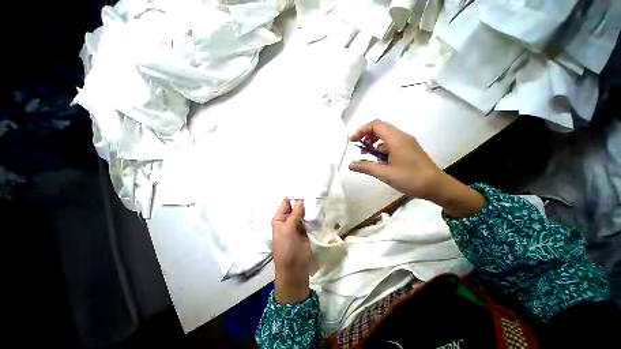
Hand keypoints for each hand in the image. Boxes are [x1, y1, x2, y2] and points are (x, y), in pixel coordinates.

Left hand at [271, 199, 311, 303]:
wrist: (294, 270)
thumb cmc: (287, 249)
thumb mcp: (288, 230)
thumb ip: (294, 215)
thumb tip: (301, 201)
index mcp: (279, 219)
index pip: (287, 203)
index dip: (295, 197)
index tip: (305, 190)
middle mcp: (287, 221)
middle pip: (296, 207)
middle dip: (303, 202)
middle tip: (314, 194)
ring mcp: (297, 226)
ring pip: (303, 213)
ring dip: (309, 208)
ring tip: (318, 200)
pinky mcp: (305, 231)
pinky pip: (308, 221)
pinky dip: (312, 216)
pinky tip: (319, 210)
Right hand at [349, 120, 443, 199]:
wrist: (437, 186)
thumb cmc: (410, 179)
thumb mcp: (385, 174)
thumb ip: (366, 167)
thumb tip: (350, 165)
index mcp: (396, 139)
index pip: (375, 125)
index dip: (361, 130)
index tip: (352, 141)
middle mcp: (402, 136)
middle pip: (380, 128)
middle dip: (367, 136)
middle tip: (360, 149)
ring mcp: (407, 142)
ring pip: (386, 136)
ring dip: (375, 143)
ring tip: (370, 157)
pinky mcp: (409, 149)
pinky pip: (392, 143)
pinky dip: (383, 149)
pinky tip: (382, 162)